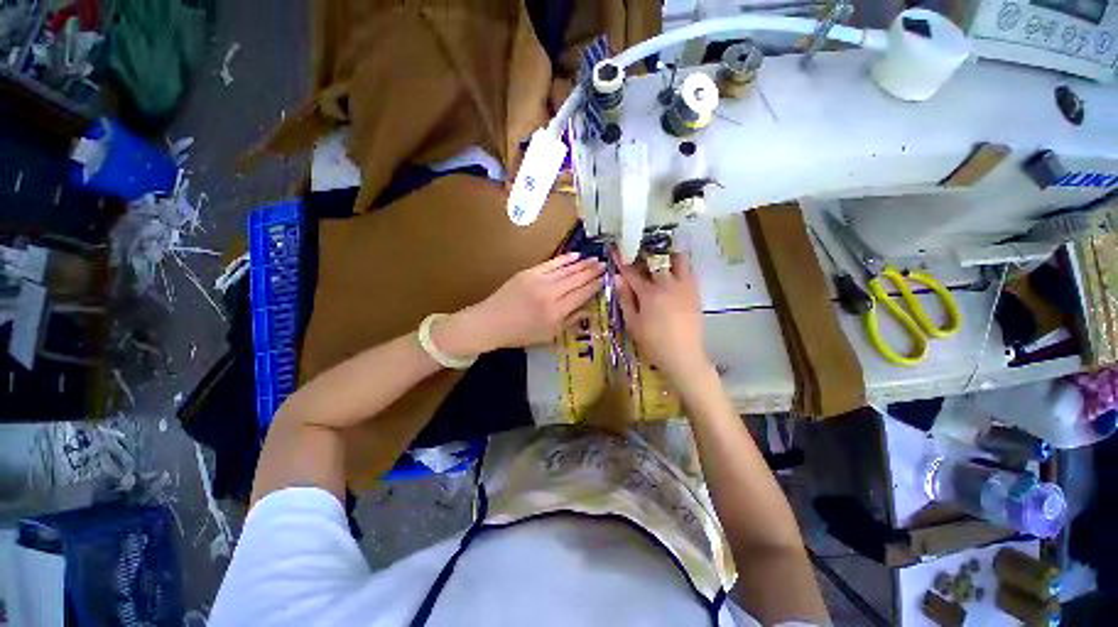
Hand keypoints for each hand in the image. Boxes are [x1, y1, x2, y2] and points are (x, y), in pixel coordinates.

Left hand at [435, 253, 604, 356]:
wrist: (490, 322)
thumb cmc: (520, 333)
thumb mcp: (548, 335)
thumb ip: (570, 321)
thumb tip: (590, 311)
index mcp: (556, 312)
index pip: (582, 294)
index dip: (595, 285)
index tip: (606, 277)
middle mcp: (550, 294)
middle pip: (577, 279)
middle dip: (592, 271)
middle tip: (605, 264)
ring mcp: (538, 280)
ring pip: (566, 270)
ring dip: (582, 263)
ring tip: (594, 259)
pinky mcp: (528, 272)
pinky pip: (551, 264)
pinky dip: (564, 259)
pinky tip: (575, 255)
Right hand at [614, 250, 712, 387]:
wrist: (684, 356)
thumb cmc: (653, 342)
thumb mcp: (633, 323)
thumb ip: (625, 299)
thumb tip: (617, 278)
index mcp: (650, 293)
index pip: (632, 272)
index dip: (622, 261)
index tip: (616, 249)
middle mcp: (668, 284)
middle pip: (656, 260)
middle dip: (645, 254)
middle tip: (637, 254)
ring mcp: (685, 287)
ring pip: (678, 260)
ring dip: (667, 256)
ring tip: (659, 259)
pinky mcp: (695, 293)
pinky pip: (689, 271)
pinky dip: (680, 267)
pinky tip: (673, 273)